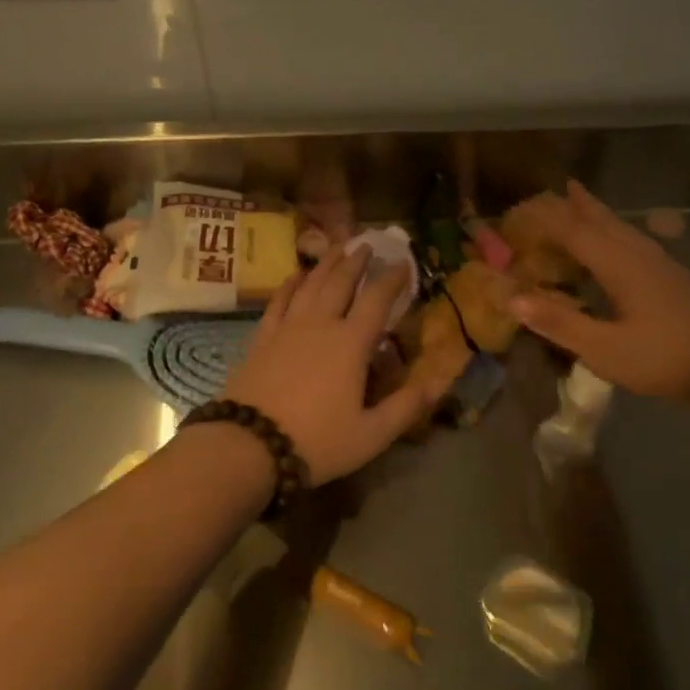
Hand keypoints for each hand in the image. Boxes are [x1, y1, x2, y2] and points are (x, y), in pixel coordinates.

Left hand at [223, 243, 437, 484]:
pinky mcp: (262, 338)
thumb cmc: (316, 441)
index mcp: (351, 343)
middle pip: (340, 283)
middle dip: (356, 261)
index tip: (403, 262)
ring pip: (310, 285)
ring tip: (336, 247)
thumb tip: (440, 382)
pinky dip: (290, 284)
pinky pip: (279, 301)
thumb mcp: (371, 434)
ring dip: (325, 264)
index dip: (392, 279)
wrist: (248, 445)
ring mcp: (287, 328)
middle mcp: (320, 325)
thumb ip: (407, 406)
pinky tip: (295, 275)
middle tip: (366, 244)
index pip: (376, 300)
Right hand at [510, 182, 689, 397]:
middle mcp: (639, 254)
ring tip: (581, 199)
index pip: (575, 231)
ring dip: (597, 213)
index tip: (523, 209)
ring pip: (622, 227)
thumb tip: (512, 297)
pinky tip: (619, 243)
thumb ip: (558, 322)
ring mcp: (661, 264)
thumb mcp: (603, 348)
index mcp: (620, 265)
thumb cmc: (662, 359)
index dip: (548, 219)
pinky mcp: (673, 277)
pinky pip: (634, 240)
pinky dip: (614, 230)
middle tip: (556, 188)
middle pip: (602, 220)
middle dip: (577, 205)